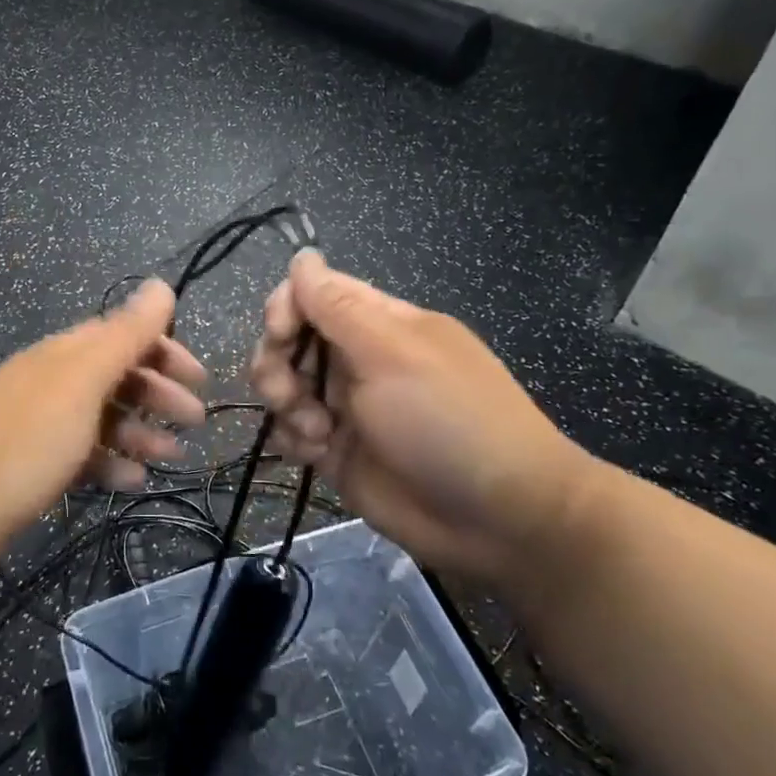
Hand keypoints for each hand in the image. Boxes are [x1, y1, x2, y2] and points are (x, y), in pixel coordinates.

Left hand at [0, 280, 206, 572]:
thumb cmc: (26, 439)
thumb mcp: (82, 382)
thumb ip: (124, 335)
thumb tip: (160, 284)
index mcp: (65, 354)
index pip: (123, 336)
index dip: (164, 350)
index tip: (198, 378)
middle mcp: (54, 380)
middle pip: (117, 376)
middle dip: (159, 393)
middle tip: (196, 421)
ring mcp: (43, 422)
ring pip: (104, 417)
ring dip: (141, 431)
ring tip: (174, 456)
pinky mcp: (35, 462)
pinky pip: (85, 454)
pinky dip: (112, 463)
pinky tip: (134, 482)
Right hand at [249, 251, 598, 587]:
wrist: (500, 519)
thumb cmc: (449, 420)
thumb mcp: (393, 353)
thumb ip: (338, 306)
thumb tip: (303, 256)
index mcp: (377, 324)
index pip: (311, 293)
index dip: (285, 307)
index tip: (280, 334)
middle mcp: (356, 359)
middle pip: (287, 340)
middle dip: (275, 361)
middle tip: (287, 392)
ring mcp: (346, 407)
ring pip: (282, 385)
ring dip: (284, 403)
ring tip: (315, 431)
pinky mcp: (337, 451)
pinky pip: (291, 431)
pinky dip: (294, 439)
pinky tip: (317, 454)